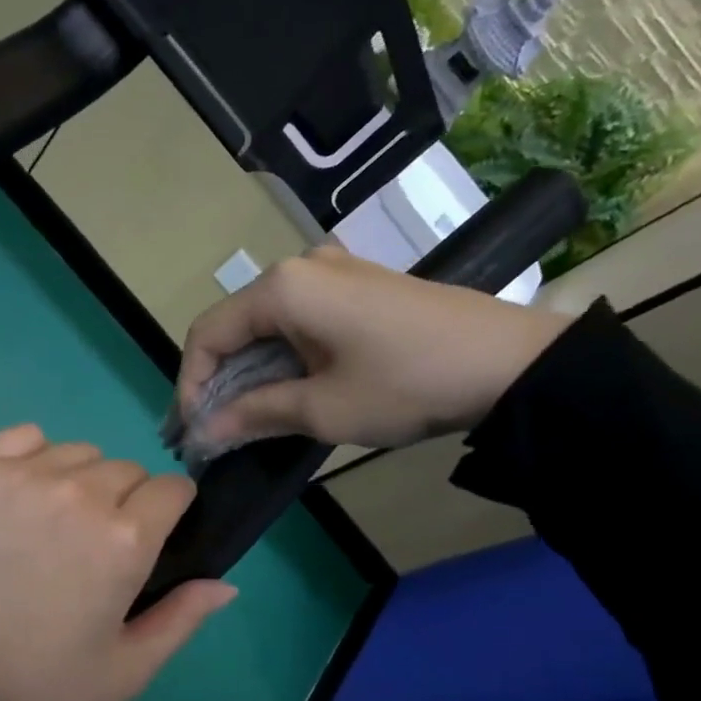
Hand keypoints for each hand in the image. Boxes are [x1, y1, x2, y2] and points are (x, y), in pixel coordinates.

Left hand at [0, 425, 237, 700]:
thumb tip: (226, 584)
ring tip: (48, 523)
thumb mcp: (126, 672)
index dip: (168, 512)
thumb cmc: (39, 687)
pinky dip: (29, 457)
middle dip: (122, 501)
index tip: (150, 536)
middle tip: (90, 546)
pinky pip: (22, 437)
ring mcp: (20, 475)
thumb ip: (182, 619)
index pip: (172, 490)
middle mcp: (79, 492)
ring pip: (76, 452)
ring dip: (77, 479)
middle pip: (125, 470)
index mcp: (125, 539)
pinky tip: (15, 496)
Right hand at [177, 246, 573, 450]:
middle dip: (216, 381)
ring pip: (265, 325)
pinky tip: (284, 390)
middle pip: (234, 326)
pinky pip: (298, 320)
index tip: (190, 432)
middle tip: (209, 431)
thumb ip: (252, 414)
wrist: (510, 364)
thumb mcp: (322, 409)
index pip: (208, 334)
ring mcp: (332, 272)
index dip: (189, 385)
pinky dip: (281, 358)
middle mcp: (299, 267)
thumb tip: (203, 433)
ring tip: (241, 419)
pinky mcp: (357, 287)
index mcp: (282, 288)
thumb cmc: (405, 385)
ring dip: (248, 372)